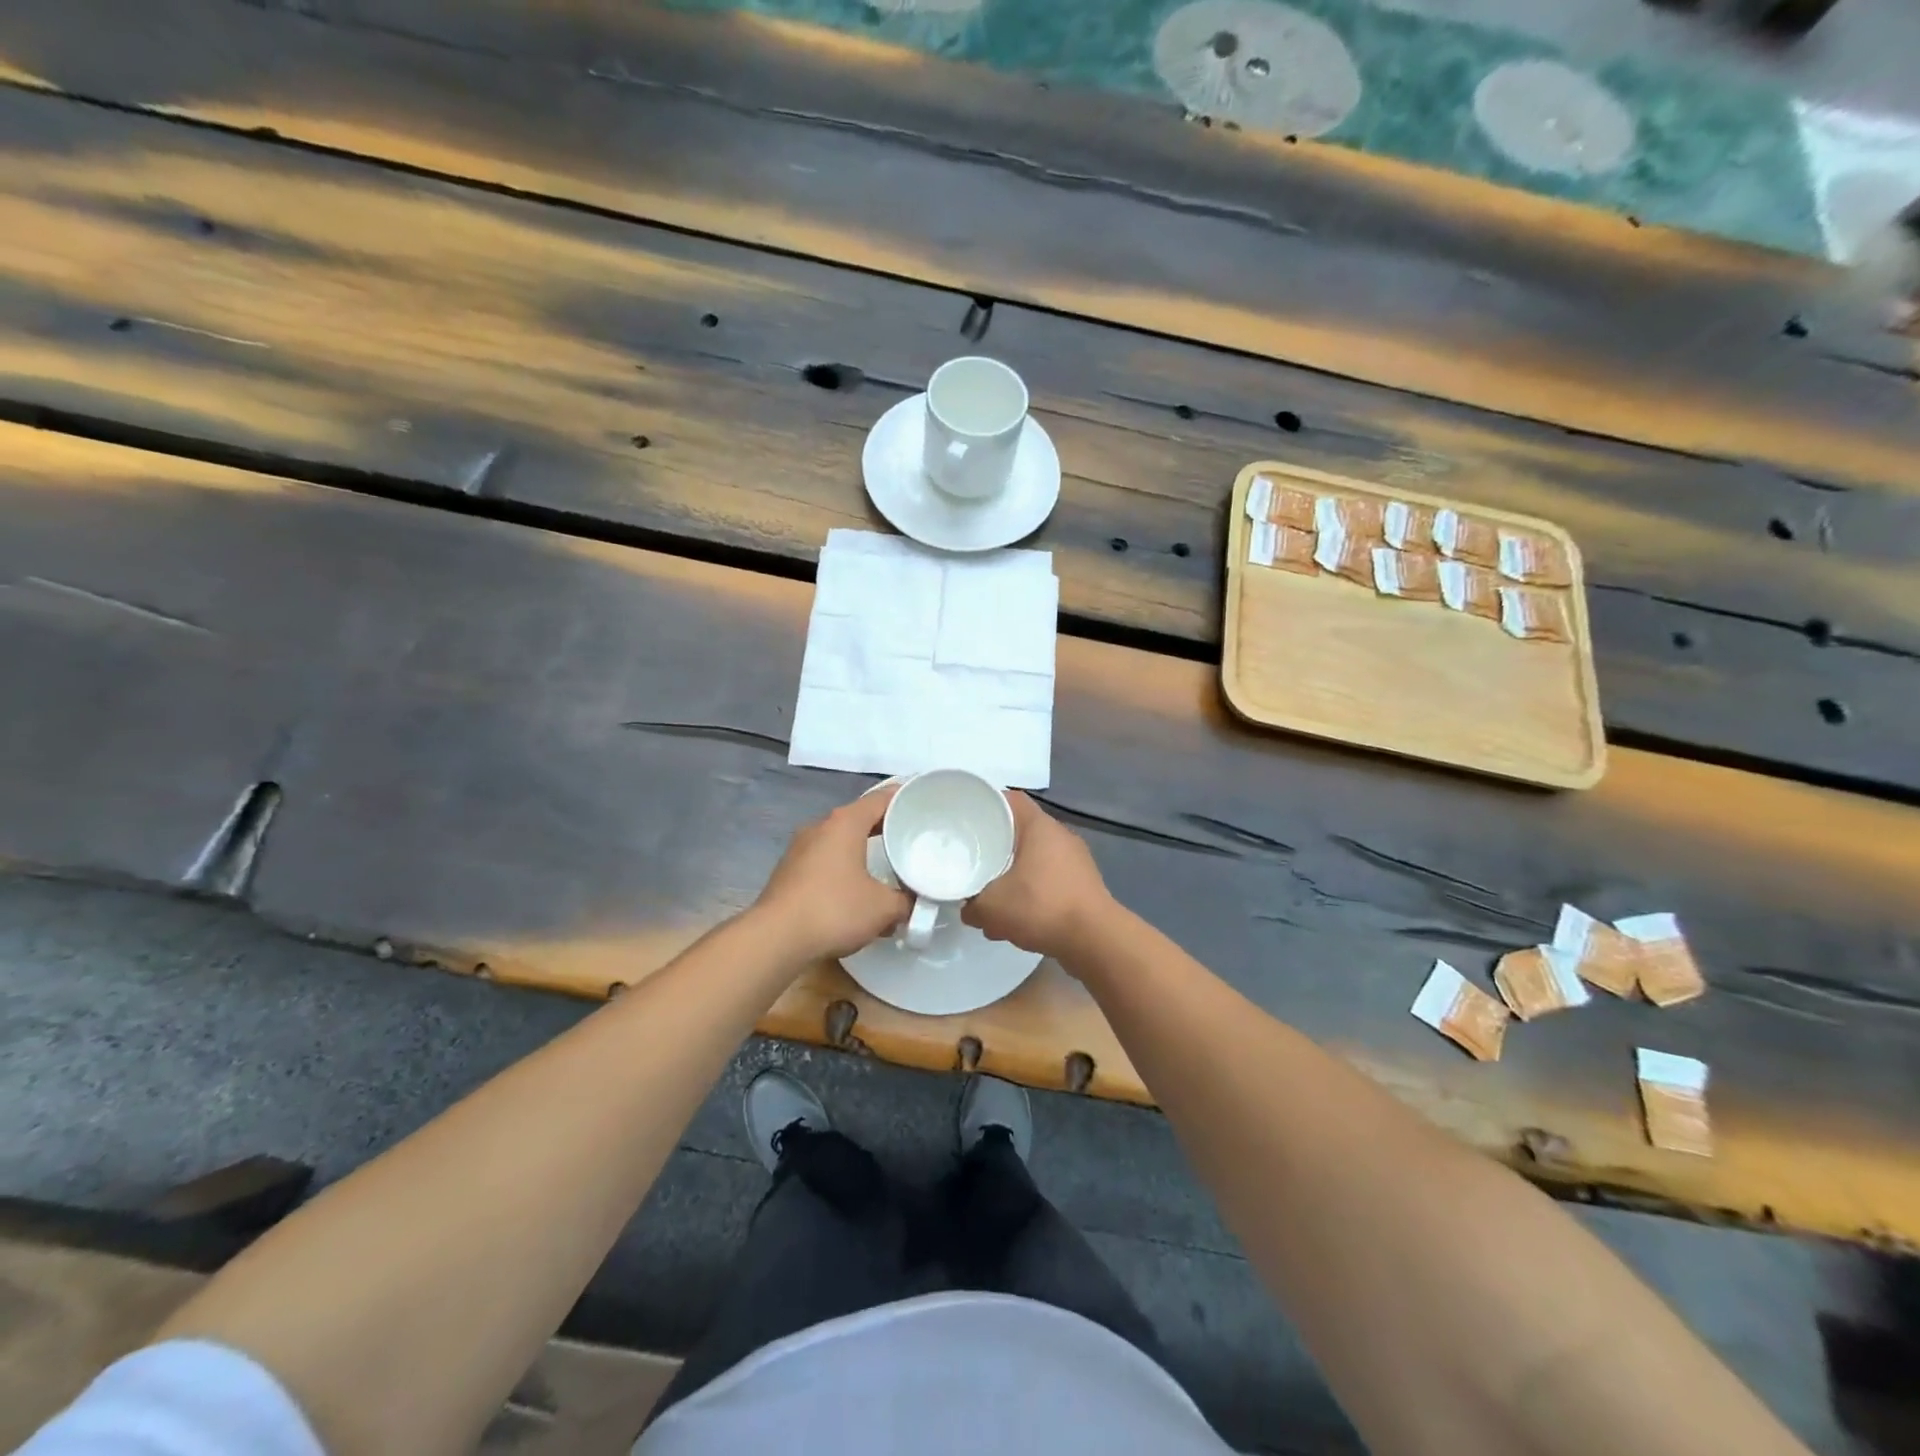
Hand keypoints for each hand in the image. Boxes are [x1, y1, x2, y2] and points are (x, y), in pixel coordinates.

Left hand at [753, 786, 910, 962]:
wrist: (775, 939)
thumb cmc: (834, 910)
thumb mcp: (883, 908)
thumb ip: (906, 901)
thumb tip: (913, 903)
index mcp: (845, 823)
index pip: (881, 798)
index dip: (905, 799)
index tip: (923, 805)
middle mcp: (820, 827)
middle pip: (859, 818)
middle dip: (885, 828)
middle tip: (910, 838)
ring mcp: (800, 849)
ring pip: (840, 842)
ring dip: (862, 852)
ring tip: (886, 867)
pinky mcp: (788, 872)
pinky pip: (825, 862)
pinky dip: (844, 869)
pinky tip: (855, 893)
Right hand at [962, 792, 1113, 962]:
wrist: (1095, 941)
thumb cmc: (1041, 907)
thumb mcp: (991, 908)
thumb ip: (971, 905)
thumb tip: (967, 908)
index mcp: (1040, 827)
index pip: (1011, 799)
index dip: (988, 804)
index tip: (968, 818)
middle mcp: (1061, 836)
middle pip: (1022, 830)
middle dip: (997, 845)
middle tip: (974, 857)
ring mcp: (1077, 861)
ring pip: (1035, 858)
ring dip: (1014, 874)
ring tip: (994, 895)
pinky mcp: (1084, 885)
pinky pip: (1050, 879)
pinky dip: (1032, 892)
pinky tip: (1019, 917)